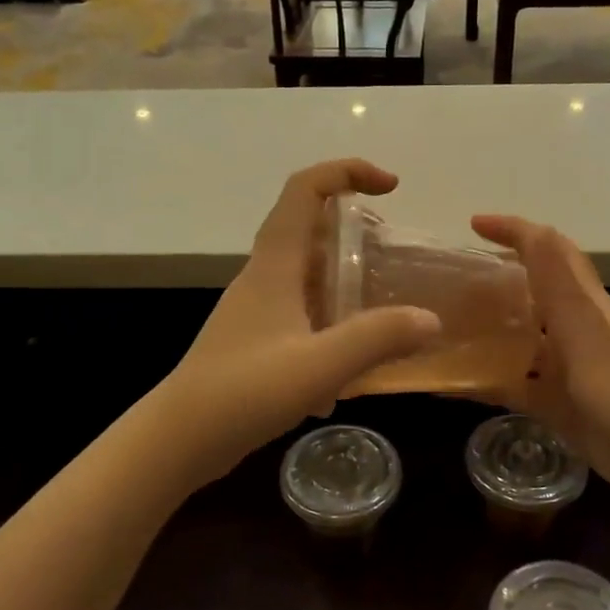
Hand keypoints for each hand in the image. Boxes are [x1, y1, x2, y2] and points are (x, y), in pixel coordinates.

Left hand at [159, 160, 440, 481]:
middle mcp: (263, 278)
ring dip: (345, 282)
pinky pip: (301, 316)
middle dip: (355, 231)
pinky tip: (348, 372)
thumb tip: (429, 319)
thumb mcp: (319, 365)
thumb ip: (377, 338)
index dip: (347, 171)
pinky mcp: (254, 341)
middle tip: (394, 257)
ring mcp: (256, 310)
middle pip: (309, 230)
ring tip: (384, 312)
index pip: (305, 190)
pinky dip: (330, 325)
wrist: (180, 438)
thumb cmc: (244, 392)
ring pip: (307, 277)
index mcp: (274, 265)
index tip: (391, 186)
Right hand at [470, 215, 609, 530]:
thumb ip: (561, 295)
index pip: (553, 254)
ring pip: (522, 343)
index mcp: (592, 310)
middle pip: (532, 296)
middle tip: (444, 287)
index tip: (473, 224)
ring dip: (486, 334)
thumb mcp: (597, 348)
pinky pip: (520, 388)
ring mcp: (573, 375)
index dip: (517, 232)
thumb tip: (536, 231)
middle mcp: (580, 335)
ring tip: (441, 331)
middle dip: (492, 283)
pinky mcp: (566, 411)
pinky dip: (490, 383)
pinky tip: (455, 386)